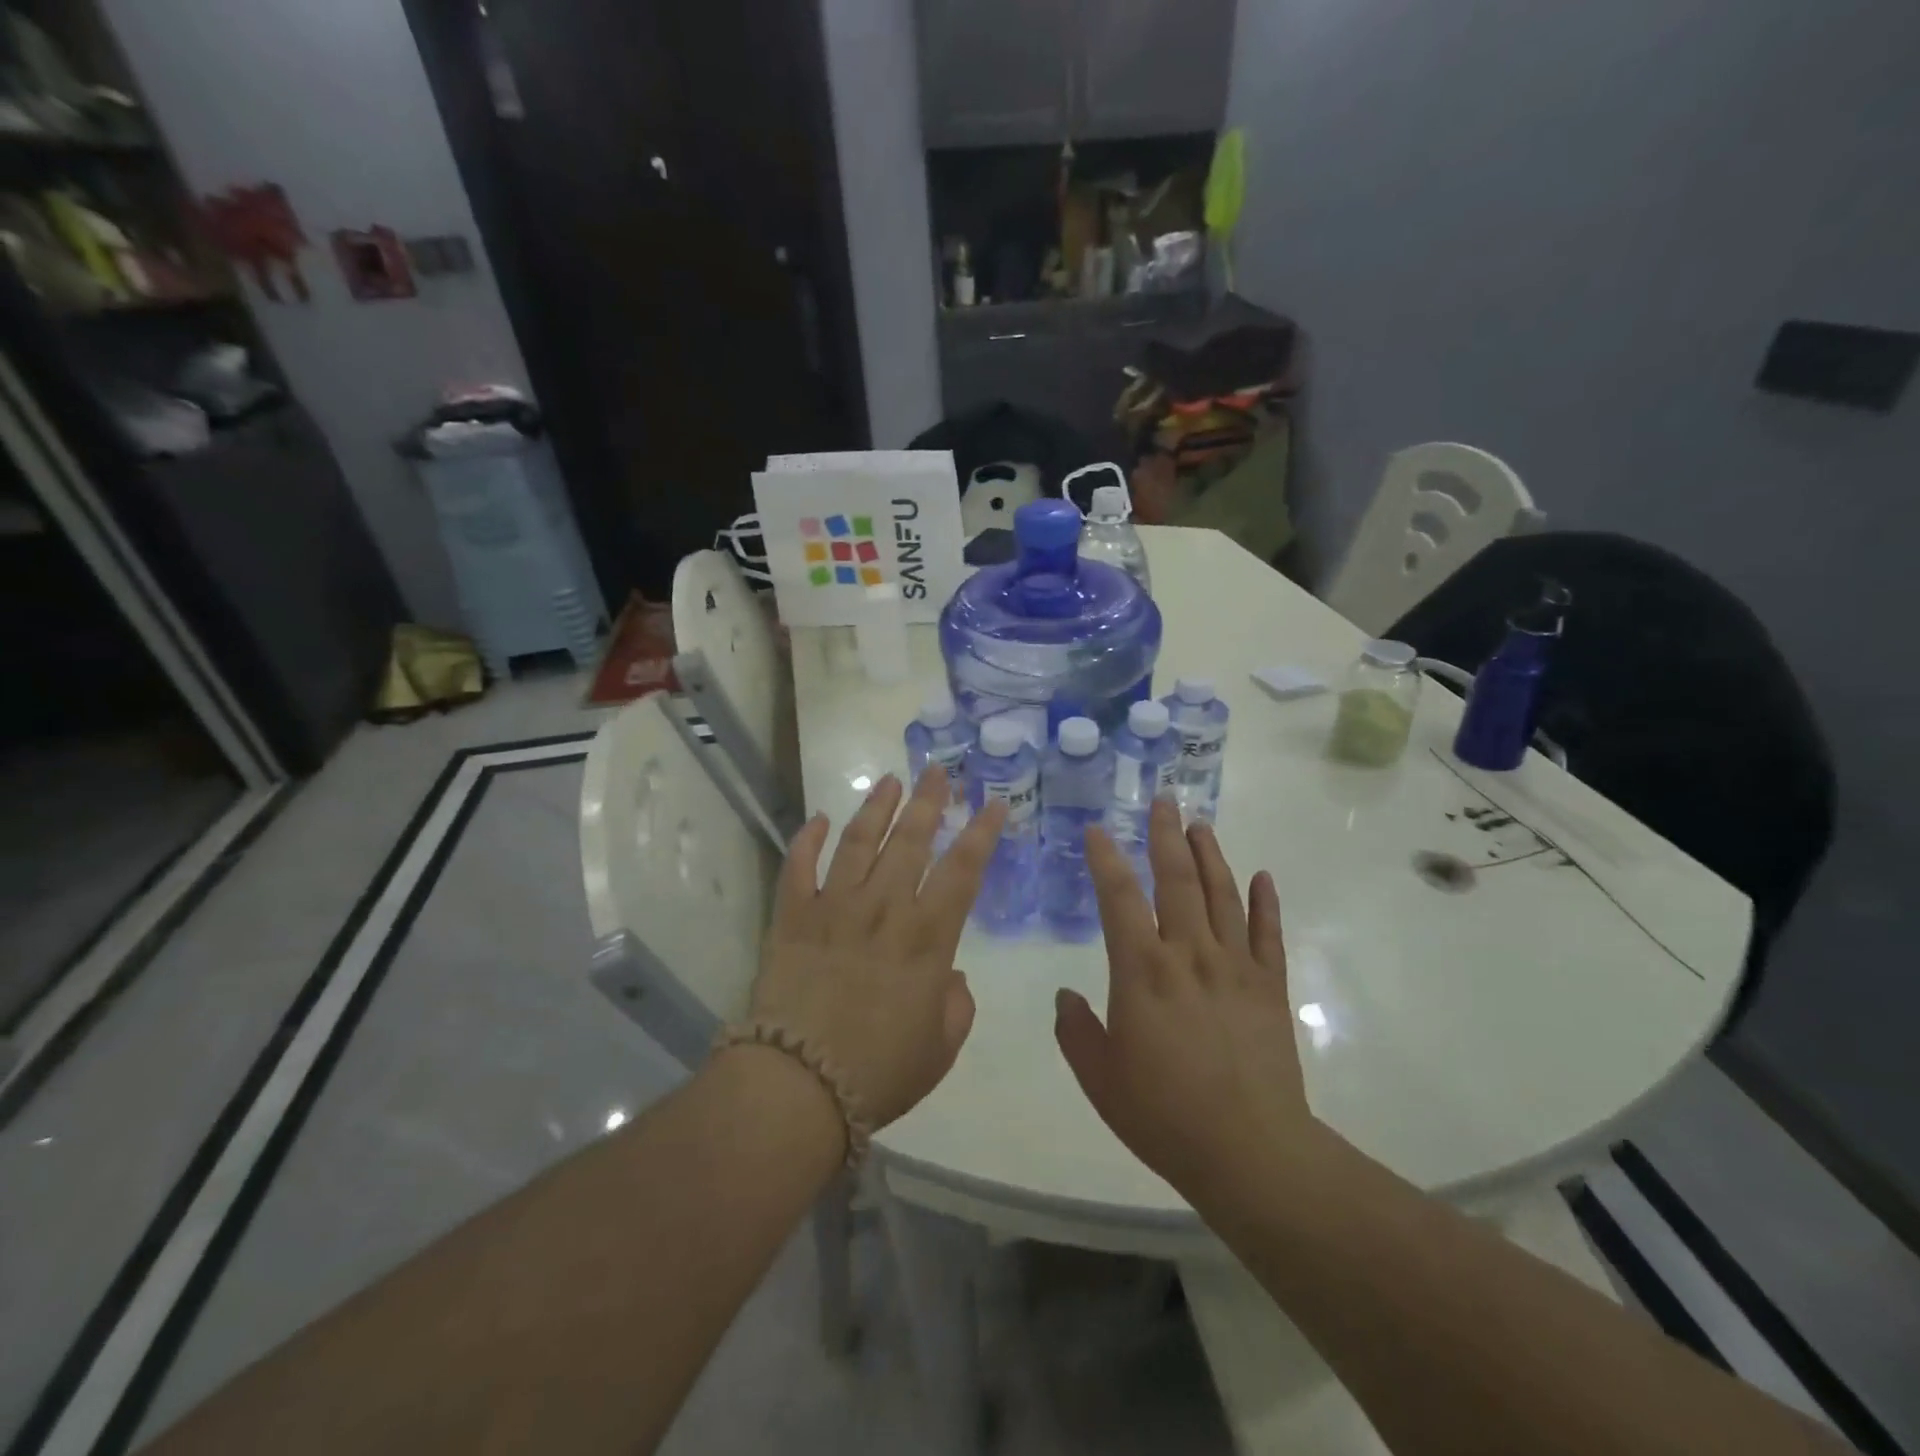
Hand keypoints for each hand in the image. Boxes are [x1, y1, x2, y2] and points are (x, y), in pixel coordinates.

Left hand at [747, 767, 1006, 1131]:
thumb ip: (956, 1004)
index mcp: (926, 938)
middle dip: (928, 801)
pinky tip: (818, 819)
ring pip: (858, 842)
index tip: (993, 803)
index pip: (962, 870)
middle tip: (938, 770)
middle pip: (910, 841)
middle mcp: (882, 909)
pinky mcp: (792, 918)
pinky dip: (807, 840)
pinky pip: (798, 868)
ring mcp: (833, 908)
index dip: (981, 833)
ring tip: (890, 780)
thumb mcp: (941, 1048)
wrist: (797, 1087)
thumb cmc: (879, 1072)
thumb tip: (948, 973)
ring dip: (876, 807)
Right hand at [1055, 798, 1314, 1201]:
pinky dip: (1265, 902)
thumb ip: (1075, 1032)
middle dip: (1167, 836)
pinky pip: (1268, 934)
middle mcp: (1189, 954)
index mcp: (1142, 971)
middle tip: (1164, 800)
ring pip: (1222, 894)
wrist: (1250, 1151)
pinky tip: (1262, 876)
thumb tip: (1065, 997)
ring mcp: (1235, 967)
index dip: (1105, 859)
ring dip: (1211, 855)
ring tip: (1201, 825)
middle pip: (1177, 880)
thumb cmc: (1164, 1114)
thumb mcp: (1100, 1078)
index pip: (1119, 897)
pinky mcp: (1269, 987)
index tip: (1098, 830)